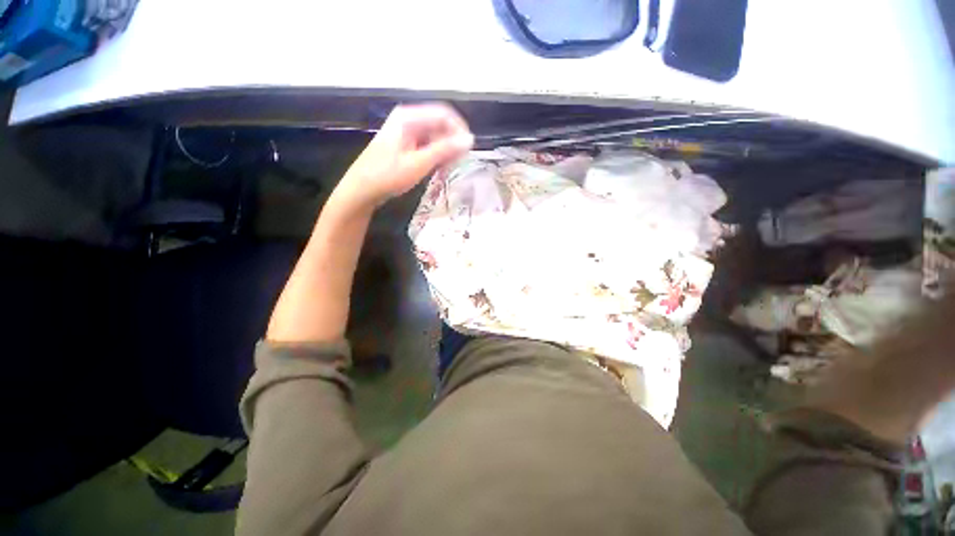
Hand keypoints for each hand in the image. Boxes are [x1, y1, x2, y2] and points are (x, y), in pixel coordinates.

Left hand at [333, 103, 473, 211]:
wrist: (361, 190)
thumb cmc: (388, 176)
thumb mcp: (418, 164)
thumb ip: (445, 150)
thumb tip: (470, 140)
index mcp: (409, 117)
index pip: (444, 114)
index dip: (459, 130)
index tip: (468, 151)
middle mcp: (408, 119)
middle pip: (440, 124)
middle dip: (452, 143)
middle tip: (457, 164)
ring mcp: (406, 132)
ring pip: (435, 136)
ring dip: (445, 151)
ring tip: (446, 169)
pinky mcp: (406, 144)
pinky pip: (428, 145)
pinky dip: (436, 156)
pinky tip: (437, 169)